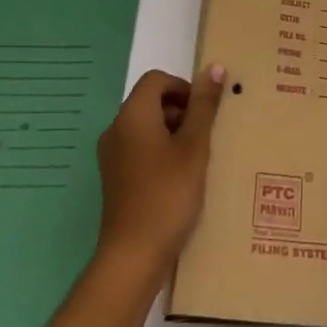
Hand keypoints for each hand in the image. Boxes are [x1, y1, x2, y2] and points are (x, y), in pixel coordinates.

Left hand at [95, 64, 224, 272]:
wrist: (132, 258)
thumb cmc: (167, 195)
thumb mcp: (194, 147)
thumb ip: (204, 106)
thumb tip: (215, 67)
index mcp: (132, 115)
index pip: (157, 79)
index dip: (183, 87)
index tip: (203, 113)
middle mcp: (116, 129)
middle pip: (150, 101)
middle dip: (180, 111)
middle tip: (203, 137)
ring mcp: (111, 156)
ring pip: (145, 126)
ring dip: (171, 133)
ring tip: (194, 159)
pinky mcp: (113, 179)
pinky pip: (138, 149)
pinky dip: (158, 152)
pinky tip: (178, 179)